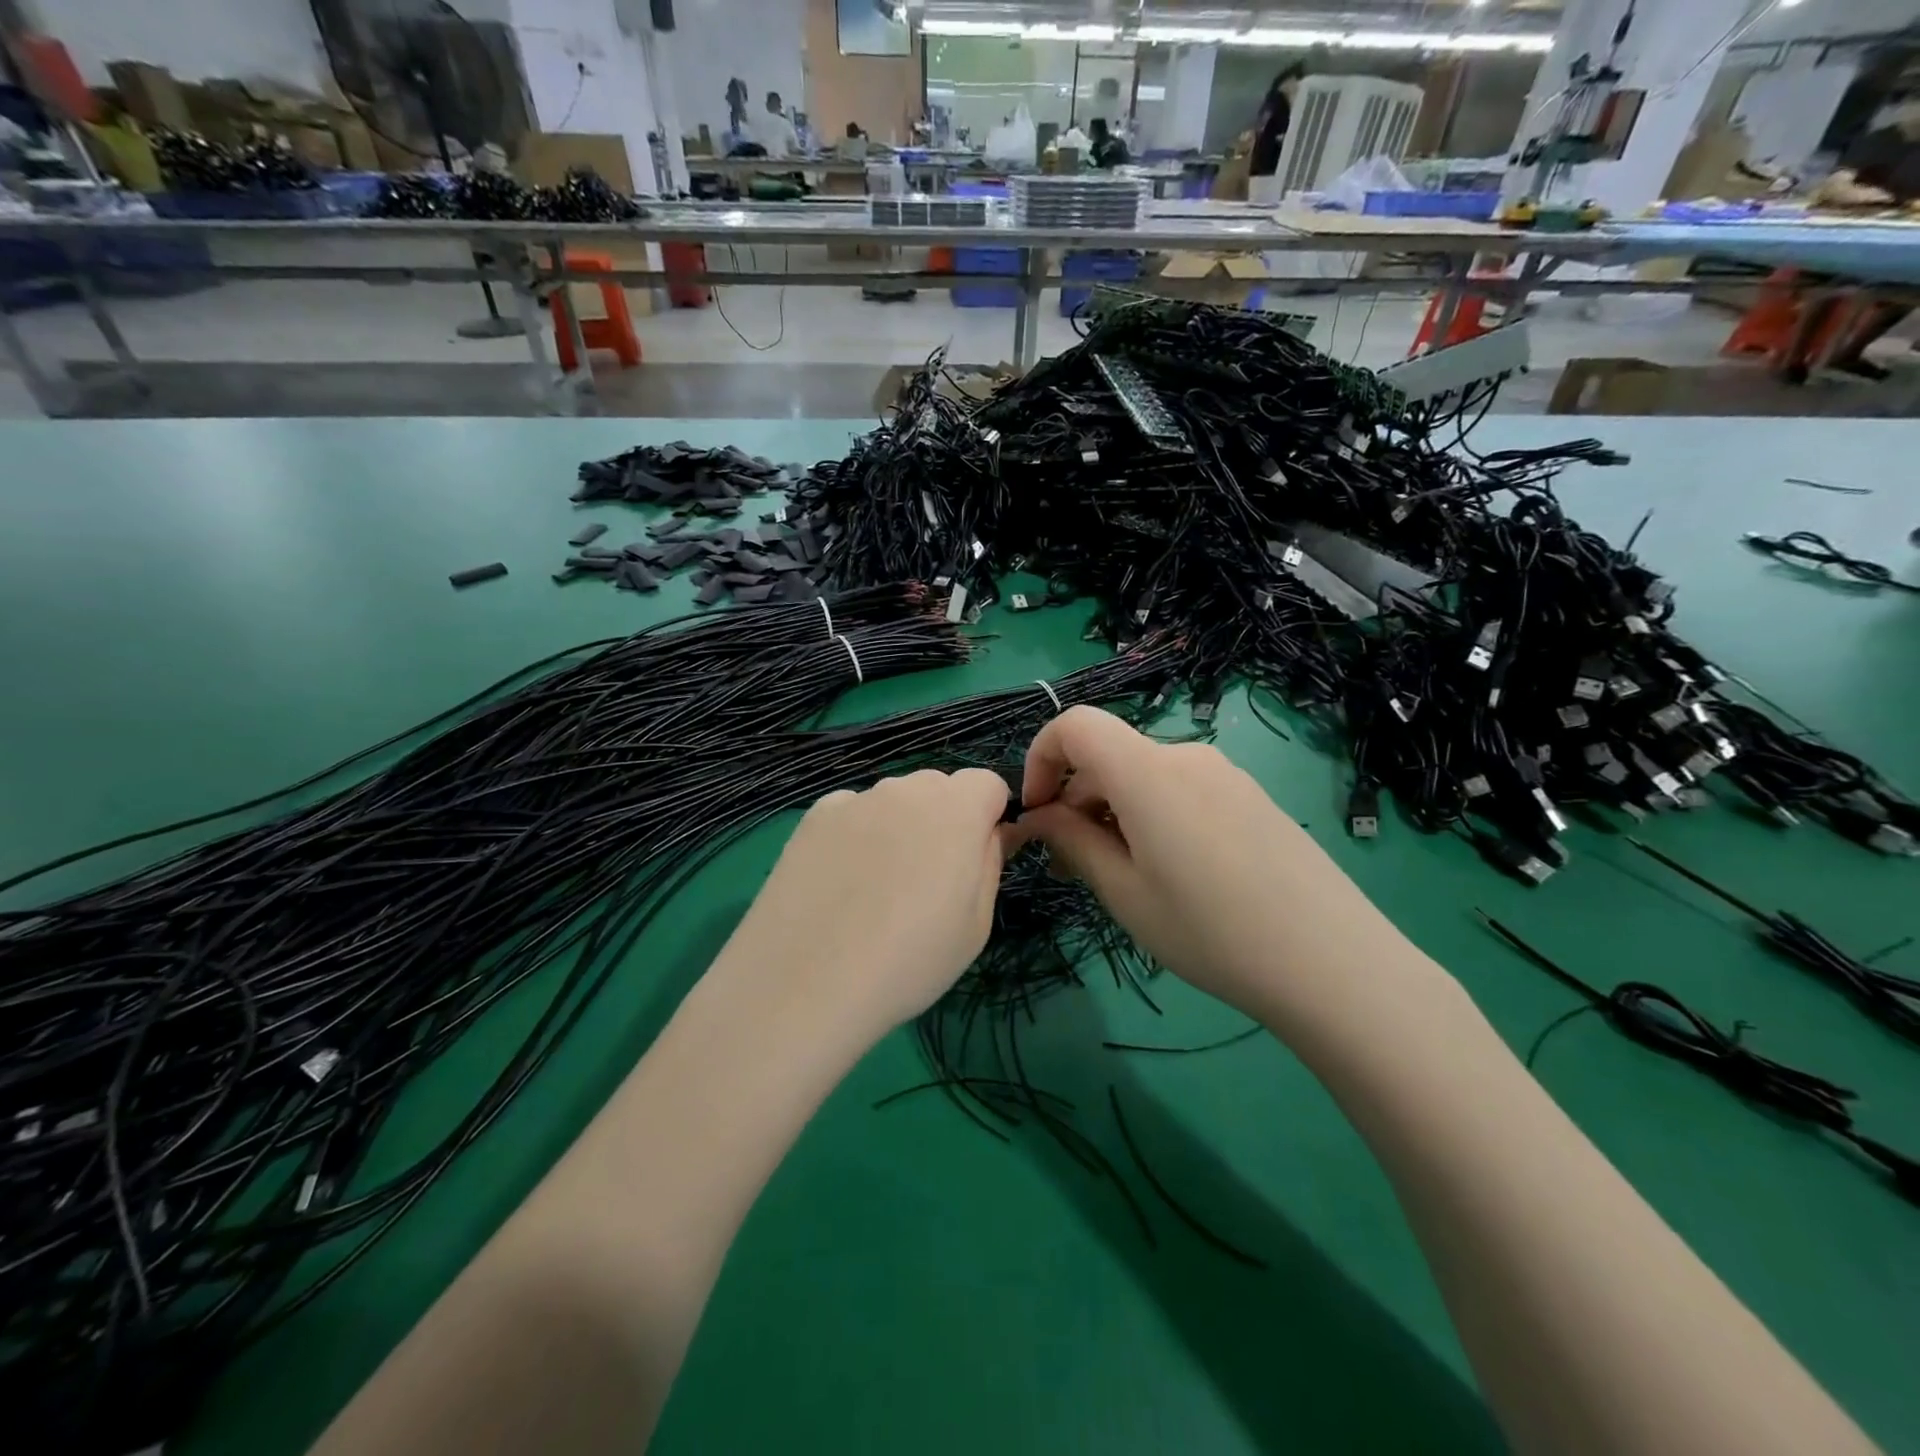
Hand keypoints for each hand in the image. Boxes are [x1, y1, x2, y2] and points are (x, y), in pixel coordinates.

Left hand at [719, 769, 1015, 1037]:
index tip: (975, 861)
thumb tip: (995, 833)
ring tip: (875, 890)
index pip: (987, 784)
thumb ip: (991, 863)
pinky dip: (854, 836)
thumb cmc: (909, 961)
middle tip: (927, 881)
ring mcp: (854, 799)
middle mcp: (905, 789)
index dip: (988, 818)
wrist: (804, 982)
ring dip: (898, 828)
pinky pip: (851, 815)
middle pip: (938, 789)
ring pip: (892, 802)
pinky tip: (838, 885)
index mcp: (956, 809)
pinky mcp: (813, 817)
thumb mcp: (976, 925)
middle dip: (944, 821)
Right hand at [1017, 707, 1449, 1033]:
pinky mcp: (1250, 797)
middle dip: (1076, 799)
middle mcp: (1187, 756)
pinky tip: (1171, 872)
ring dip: (1113, 812)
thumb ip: (1073, 841)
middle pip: (1109, 755)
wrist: (1334, 963)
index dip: (1041, 757)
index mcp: (1148, 772)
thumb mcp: (1125, 893)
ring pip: (1144, 776)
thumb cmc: (1211, 932)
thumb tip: (1041, 815)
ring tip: (1120, 877)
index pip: (1075, 725)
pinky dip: (1152, 815)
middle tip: (1071, 867)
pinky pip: (1181, 789)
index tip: (1037, 812)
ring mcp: (1225, 775)